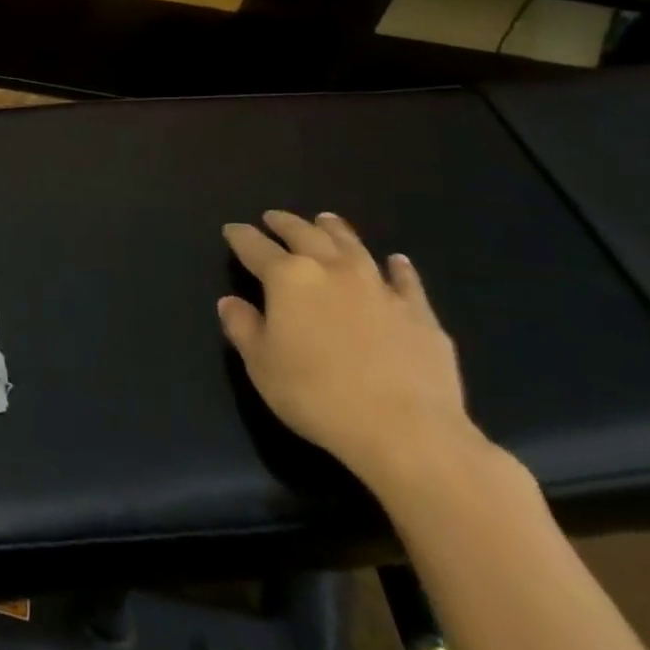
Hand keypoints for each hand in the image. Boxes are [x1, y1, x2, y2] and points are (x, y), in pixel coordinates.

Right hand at [218, 211, 482, 493]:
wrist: (407, 431)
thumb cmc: (318, 395)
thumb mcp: (261, 365)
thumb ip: (243, 328)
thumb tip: (231, 302)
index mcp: (288, 278)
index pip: (255, 247)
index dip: (240, 236)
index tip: (231, 230)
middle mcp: (331, 270)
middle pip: (304, 234)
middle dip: (284, 223)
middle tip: (273, 218)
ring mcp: (379, 287)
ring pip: (352, 245)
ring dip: (335, 230)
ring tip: (325, 220)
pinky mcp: (418, 312)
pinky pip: (406, 280)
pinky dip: (398, 267)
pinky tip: (396, 261)